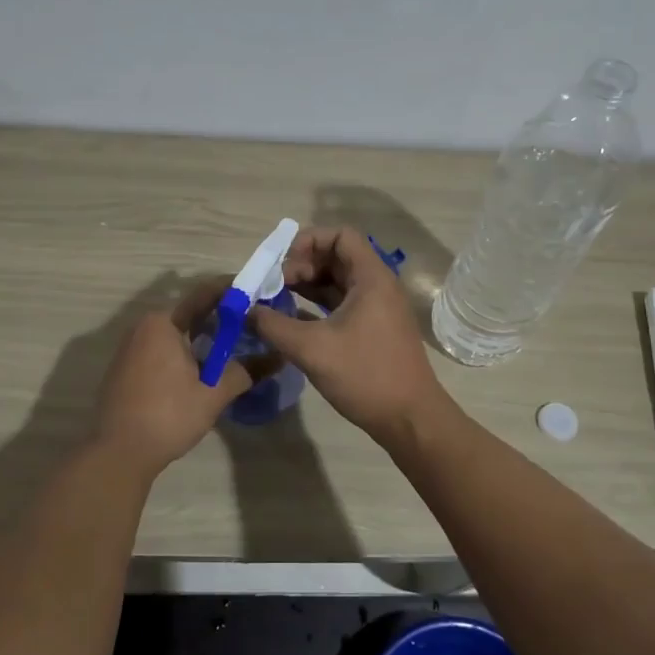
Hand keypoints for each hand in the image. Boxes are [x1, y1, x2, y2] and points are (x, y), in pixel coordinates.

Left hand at [90, 278, 271, 476]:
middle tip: (251, 326)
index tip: (257, 292)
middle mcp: (143, 327)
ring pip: (175, 334)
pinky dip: (183, 353)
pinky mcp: (125, 369)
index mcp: (163, 323)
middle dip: (220, 319)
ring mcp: (130, 348)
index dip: (233, 292)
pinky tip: (201, 371)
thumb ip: (245, 372)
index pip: (204, 295)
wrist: (119, 454)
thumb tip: (277, 358)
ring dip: (202, 339)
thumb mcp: (213, 394)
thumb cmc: (168, 416)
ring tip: (233, 349)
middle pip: (189, 314)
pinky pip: (160, 350)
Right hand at [249, 226, 451, 443]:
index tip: (282, 265)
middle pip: (336, 256)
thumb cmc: (365, 375)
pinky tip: (292, 321)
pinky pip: (341, 304)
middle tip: (274, 286)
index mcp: (371, 278)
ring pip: (338, 281)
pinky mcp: (373, 329)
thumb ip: (273, 325)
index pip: (340, 235)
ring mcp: (377, 308)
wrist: (410, 419)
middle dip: (302, 264)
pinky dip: (317, 305)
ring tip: (276, 300)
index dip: (308, 241)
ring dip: (307, 285)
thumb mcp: (311, 349)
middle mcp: (377, 286)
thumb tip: (245, 311)